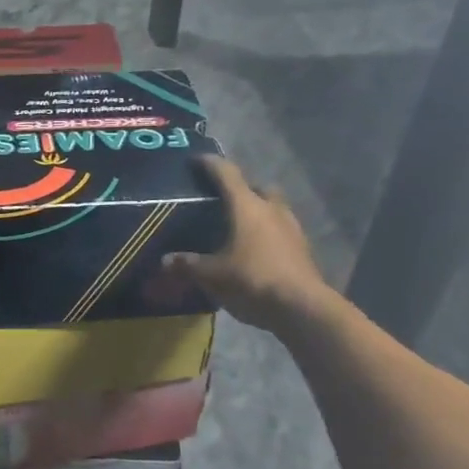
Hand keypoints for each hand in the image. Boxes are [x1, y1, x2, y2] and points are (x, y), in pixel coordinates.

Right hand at [161, 156, 330, 332]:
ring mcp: (291, 227)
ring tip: (239, 228)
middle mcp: (271, 209)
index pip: (226, 174)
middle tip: (222, 200)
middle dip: (241, 189)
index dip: (210, 164)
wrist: (302, 307)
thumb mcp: (212, 275)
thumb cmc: (252, 280)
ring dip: (257, 212)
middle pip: (257, 187)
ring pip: (272, 208)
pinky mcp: (302, 248)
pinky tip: (256, 250)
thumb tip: (166, 260)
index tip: (196, 160)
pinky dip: (267, 233)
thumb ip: (188, 264)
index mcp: (247, 206)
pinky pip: (281, 230)